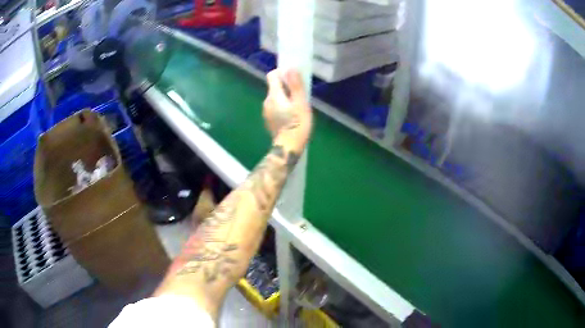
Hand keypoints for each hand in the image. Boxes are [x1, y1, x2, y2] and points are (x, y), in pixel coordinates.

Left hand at [263, 69, 312, 151]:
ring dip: (285, 97)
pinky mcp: (269, 119)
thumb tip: (290, 68)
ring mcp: (266, 111)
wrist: (288, 148)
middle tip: (300, 94)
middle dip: (287, 86)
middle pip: (275, 86)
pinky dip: (282, 106)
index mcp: (273, 95)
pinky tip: (292, 115)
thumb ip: (295, 85)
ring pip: (276, 97)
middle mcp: (266, 101)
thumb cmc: (297, 125)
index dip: (282, 73)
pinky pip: (275, 106)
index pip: (272, 75)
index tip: (294, 78)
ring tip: (298, 106)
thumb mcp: (301, 103)